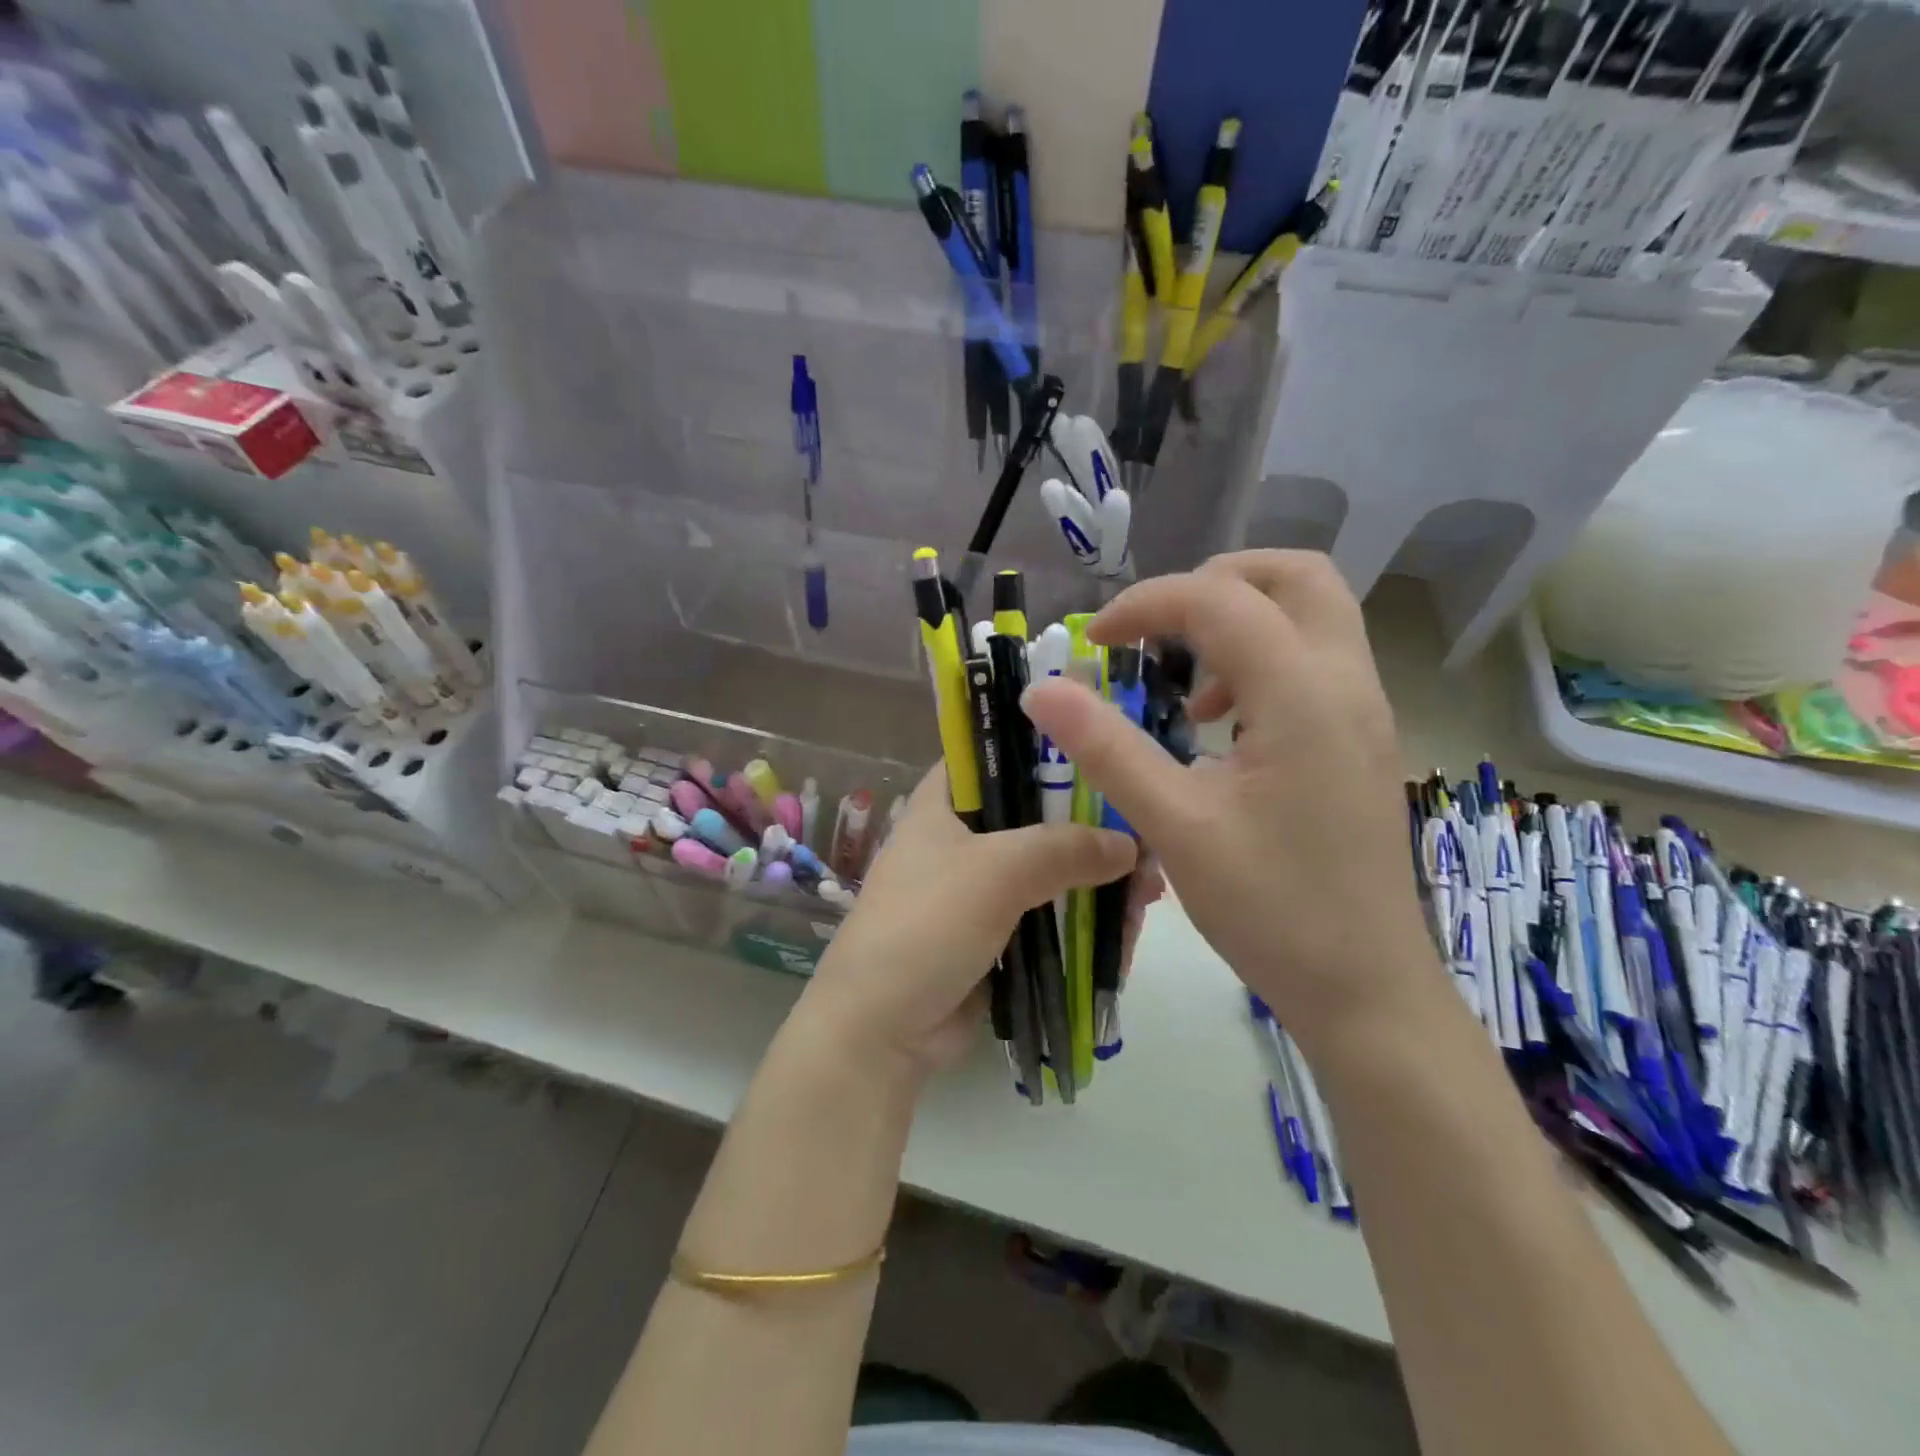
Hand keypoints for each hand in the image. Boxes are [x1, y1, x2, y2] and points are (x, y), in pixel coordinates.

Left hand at [796, 766, 1139, 1075]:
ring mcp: (979, 889)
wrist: (881, 1029)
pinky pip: (1048, 916)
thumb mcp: (996, 872)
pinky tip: (1127, 926)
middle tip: (1147, 839)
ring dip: (1095, 880)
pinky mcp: (995, 934)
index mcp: (943, 803)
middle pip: (1035, 816)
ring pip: (1048, 870)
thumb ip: (1065, 848)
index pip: (995, 753)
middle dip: (1090, 828)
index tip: (1106, 753)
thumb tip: (1130, 845)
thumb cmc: (927, 925)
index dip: (1045, 748)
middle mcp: (961, 837)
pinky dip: (1082, 919)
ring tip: (1149, 893)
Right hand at [1021, 551, 1431, 1046]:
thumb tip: (1040, 688)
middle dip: (1213, 583)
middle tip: (1157, 631)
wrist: (1366, 989)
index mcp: (1302, 695)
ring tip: (1187, 687)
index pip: (1219, 600)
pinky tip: (1223, 727)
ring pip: (1312, 612)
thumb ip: (1106, 747)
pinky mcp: (1363, 738)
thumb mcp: (1174, 826)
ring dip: (1241, 620)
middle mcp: (1346, 683)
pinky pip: (1316, 659)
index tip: (1094, 644)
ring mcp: (1365, 709)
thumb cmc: (1271, 909)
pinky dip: (1263, 658)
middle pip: (1294, 575)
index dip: (1146, 604)